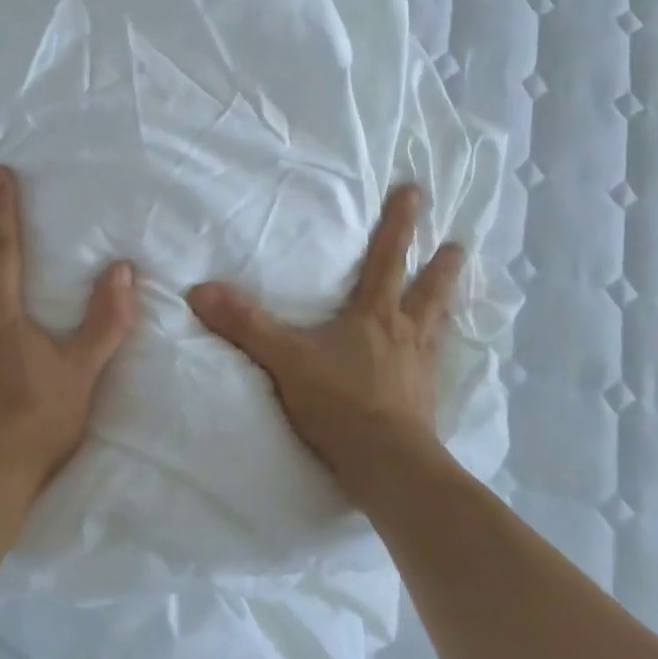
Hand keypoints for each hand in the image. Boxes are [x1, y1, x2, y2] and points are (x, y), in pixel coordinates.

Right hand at [186, 184, 462, 500]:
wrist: (388, 467)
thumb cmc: (340, 403)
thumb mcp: (285, 359)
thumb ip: (245, 324)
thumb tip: (199, 290)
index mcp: (374, 315)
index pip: (388, 258)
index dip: (400, 223)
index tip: (416, 191)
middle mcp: (404, 333)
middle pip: (428, 290)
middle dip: (442, 265)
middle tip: (458, 245)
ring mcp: (420, 368)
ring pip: (438, 325)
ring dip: (448, 303)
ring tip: (457, 290)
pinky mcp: (425, 401)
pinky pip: (436, 364)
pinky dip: (440, 351)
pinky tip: (438, 358)